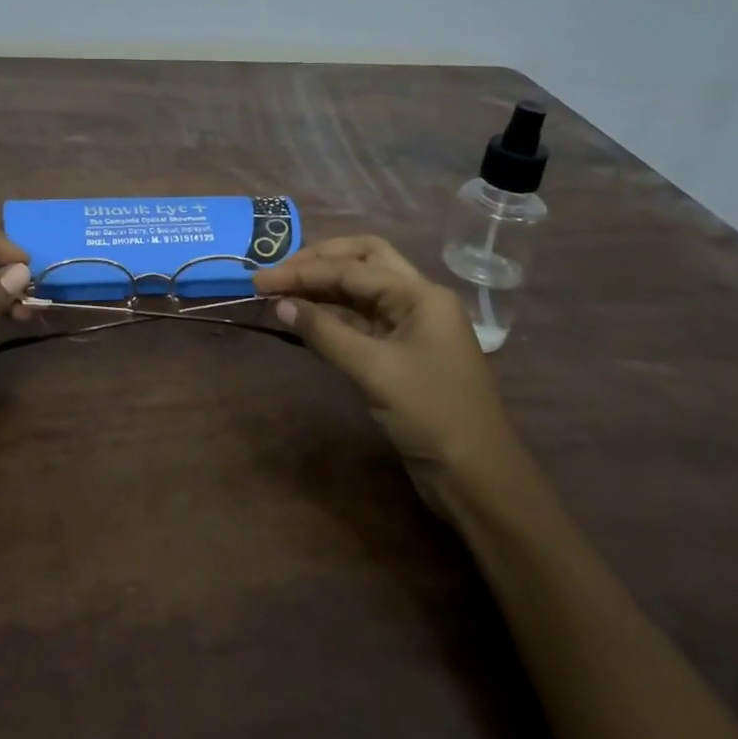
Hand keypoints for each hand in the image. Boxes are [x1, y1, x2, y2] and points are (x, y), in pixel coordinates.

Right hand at [254, 236, 513, 509]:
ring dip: (323, 287)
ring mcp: (412, 326)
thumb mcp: (374, 371)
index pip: (352, 269)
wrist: (477, 478)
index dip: (303, 272)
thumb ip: (325, 332)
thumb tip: (280, 304)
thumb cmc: (431, 415)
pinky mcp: (402, 352)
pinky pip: (362, 320)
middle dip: (320, 261)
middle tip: (279, 273)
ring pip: (362, 290)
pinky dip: (332, 315)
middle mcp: (418, 300)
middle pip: (364, 261)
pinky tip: (305, 319)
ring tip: (282, 292)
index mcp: (421, 294)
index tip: (260, 280)